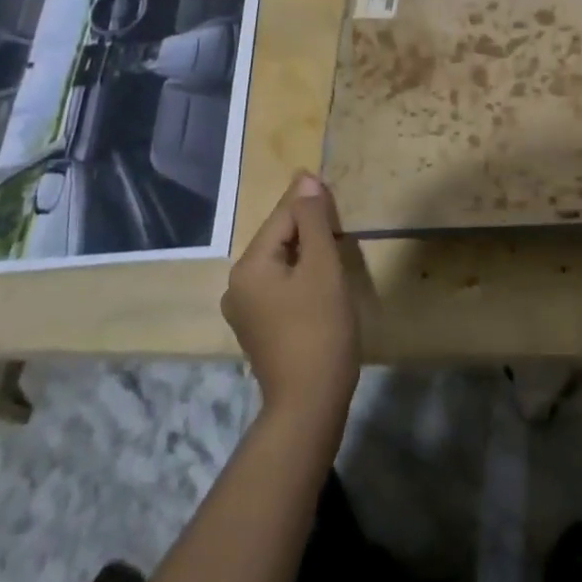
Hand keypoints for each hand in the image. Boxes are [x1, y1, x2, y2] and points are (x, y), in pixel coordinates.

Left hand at [222, 171, 360, 424]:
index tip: (339, 202)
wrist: (309, 403)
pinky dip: (302, 277)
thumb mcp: (322, 267)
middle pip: (279, 238)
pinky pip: (281, 285)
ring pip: (282, 262)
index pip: (284, 216)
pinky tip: (322, 285)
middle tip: (343, 232)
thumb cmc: (320, 328)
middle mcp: (238, 284)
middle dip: (311, 229)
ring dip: (309, 253)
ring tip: (337, 254)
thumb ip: (314, 220)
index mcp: (249, 266)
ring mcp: (245, 309)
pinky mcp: (259, 327)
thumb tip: (306, 178)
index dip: (313, 204)